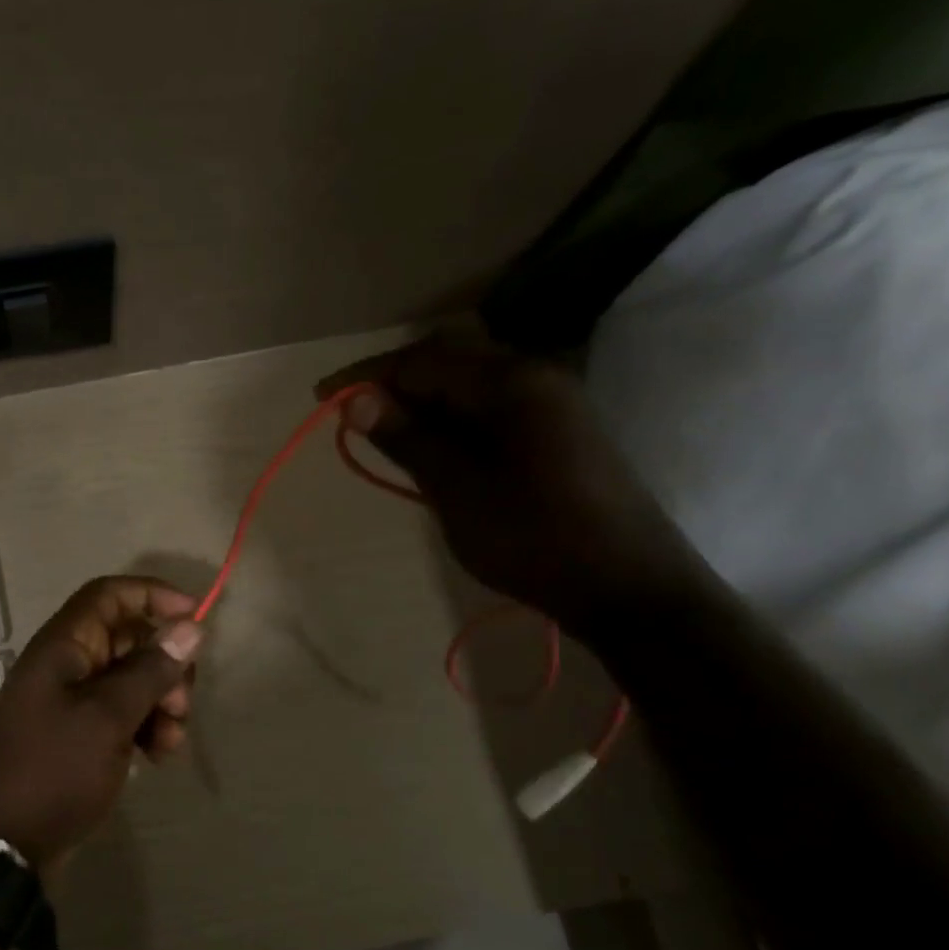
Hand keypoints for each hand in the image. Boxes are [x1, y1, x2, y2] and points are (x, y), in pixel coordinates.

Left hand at [0, 576, 203, 871]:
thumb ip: (150, 670)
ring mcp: (70, 701)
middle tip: (182, 704)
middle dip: (164, 665)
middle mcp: (66, 665)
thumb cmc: (53, 769)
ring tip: (170, 741)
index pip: (109, 594)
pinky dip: (144, 727)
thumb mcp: (108, 717)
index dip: (152, 595)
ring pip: (130, 680)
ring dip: (160, 703)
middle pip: (128, 639)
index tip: (194, 617)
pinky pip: (120, 713)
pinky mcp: (77, 734)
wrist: (1, 844)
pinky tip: (156, 756)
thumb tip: (189, 625)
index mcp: (63, 646)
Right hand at [317, 326, 696, 633]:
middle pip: (447, 362)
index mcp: (511, 383)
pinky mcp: (558, 431)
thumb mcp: (456, 490)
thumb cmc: (533, 538)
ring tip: (380, 432)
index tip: (320, 396)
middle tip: (349, 415)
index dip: (367, 376)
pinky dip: (450, 420)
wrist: (628, 588)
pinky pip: (490, 408)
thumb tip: (354, 399)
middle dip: (392, 383)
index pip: (422, 362)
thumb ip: (407, 438)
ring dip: (420, 403)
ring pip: (469, 386)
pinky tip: (430, 448)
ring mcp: (552, 404)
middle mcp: (535, 378)